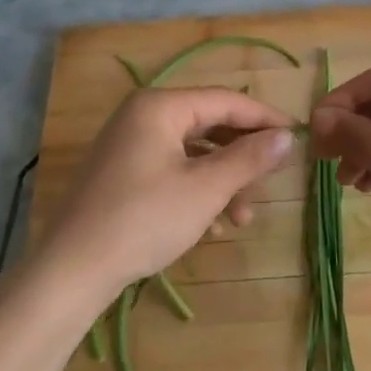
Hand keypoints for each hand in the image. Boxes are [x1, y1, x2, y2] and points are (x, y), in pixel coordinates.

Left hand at [39, 88, 295, 298]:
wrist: (72, 270)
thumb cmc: (144, 219)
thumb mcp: (206, 188)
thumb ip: (249, 158)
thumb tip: (287, 136)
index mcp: (161, 106)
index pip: (226, 100)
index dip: (265, 118)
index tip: (298, 136)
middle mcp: (143, 116)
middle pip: (209, 124)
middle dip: (242, 156)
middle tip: (272, 180)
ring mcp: (130, 145)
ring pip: (193, 152)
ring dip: (223, 181)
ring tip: (242, 218)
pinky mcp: (123, 173)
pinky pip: (173, 170)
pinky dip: (197, 191)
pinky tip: (213, 226)